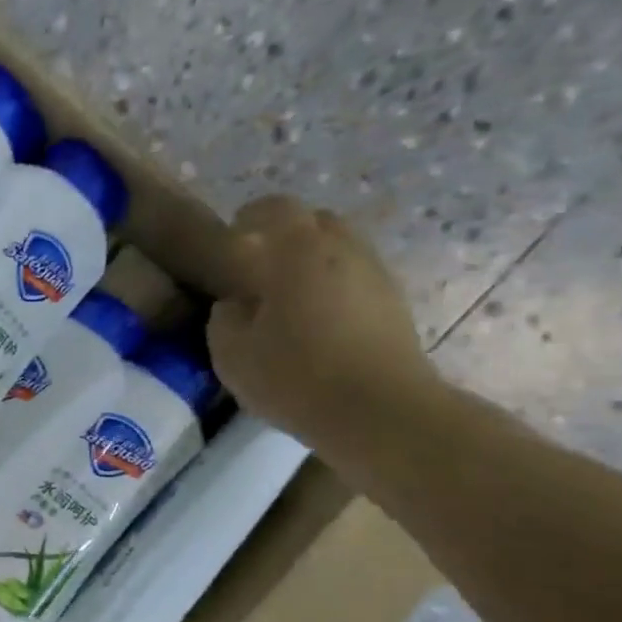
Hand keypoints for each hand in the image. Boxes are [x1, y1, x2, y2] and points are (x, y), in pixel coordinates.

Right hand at [206, 196, 446, 464]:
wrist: (382, 414)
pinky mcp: (395, 306)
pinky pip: (356, 280)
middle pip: (315, 222)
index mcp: (298, 250)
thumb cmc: (297, 376)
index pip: (274, 208)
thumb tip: (236, 304)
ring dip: (314, 264)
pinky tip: (318, 324)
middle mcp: (343, 249)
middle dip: (287, 236)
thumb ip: (225, 317)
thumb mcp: (231, 353)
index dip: (250, 217)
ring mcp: (376, 276)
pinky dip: (335, 289)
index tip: (234, 238)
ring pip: (340, 250)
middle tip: (261, 269)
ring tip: (290, 300)